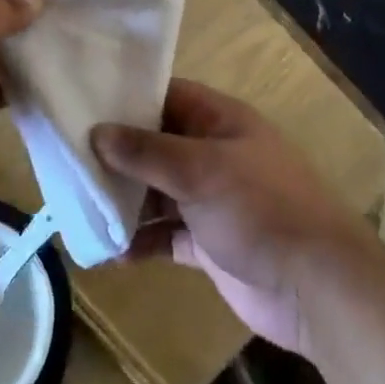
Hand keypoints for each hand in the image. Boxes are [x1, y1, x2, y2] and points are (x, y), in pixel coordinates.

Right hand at [91, 80, 371, 359]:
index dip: (126, 98)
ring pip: (157, 192)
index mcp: (219, 121)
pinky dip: (140, 240)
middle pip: (155, 145)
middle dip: (116, 156)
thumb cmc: (261, 208)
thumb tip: (96, 132)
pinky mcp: (209, 242)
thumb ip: (147, 152)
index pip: (165, 96)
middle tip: (66, 163)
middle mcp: (213, 153)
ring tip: (78, 211)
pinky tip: (108, 252)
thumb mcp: (200, 170)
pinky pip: (165, 233)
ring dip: (123, 202)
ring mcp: (211, 200)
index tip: (81, 104)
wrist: (318, 287)